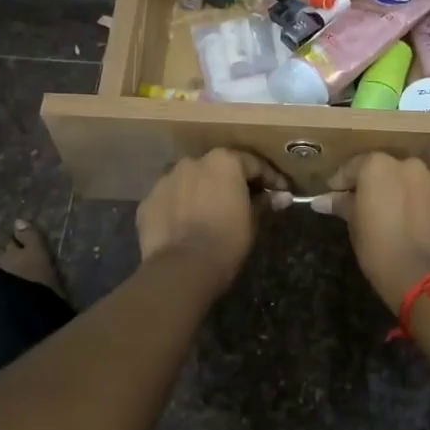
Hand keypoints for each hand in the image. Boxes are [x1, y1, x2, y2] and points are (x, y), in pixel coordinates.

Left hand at [136, 149, 286, 294]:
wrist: (182, 267)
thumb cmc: (226, 240)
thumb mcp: (252, 221)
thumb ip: (264, 202)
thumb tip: (282, 196)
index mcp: (223, 161)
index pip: (253, 164)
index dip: (269, 178)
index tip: (280, 192)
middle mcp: (192, 162)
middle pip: (217, 167)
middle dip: (231, 181)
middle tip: (244, 200)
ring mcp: (166, 180)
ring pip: (190, 181)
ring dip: (202, 191)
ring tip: (211, 213)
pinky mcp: (148, 201)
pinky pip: (170, 199)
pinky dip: (180, 207)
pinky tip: (186, 224)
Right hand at [319, 153, 429, 311]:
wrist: (424, 276)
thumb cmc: (379, 250)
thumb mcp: (354, 226)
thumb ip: (342, 205)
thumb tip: (321, 200)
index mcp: (378, 166)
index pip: (355, 167)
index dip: (343, 182)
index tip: (337, 194)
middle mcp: (410, 164)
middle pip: (390, 171)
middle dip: (381, 186)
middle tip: (374, 208)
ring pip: (418, 182)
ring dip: (410, 194)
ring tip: (405, 219)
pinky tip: (427, 227)